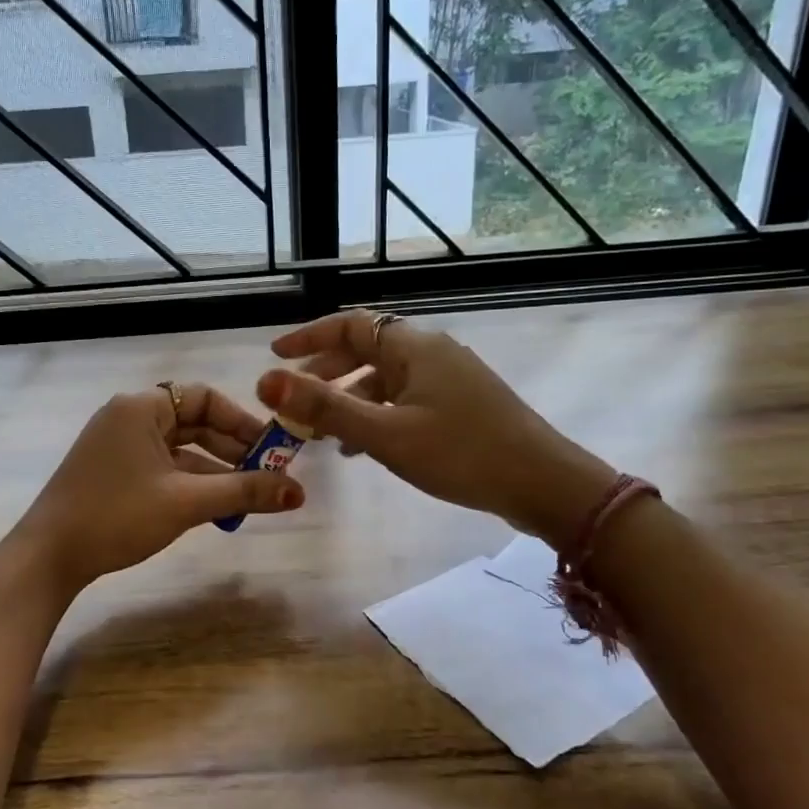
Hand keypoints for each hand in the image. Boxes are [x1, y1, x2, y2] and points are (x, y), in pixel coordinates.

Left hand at [12, 383, 302, 592]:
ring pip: (180, 450)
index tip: (272, 450)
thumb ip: (243, 491)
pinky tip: (215, 508)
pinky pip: (163, 468)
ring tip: (250, 498)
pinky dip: (190, 484)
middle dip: (233, 450)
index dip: (243, 422)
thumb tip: (299, 492)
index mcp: (142, 407)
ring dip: (215, 472)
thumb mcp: (186, 502)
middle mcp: (129, 417)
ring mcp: (118, 446)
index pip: (205, 398)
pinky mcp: (113, 472)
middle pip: (194, 423)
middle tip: (269, 476)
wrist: (48, 557)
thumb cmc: (117, 516)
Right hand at [255, 312, 614, 547]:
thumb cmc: (460, 453)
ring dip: (349, 399)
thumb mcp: (385, 434)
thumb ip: (325, 408)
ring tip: (321, 434)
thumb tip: (266, 380)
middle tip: (294, 400)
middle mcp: (431, 353)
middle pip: (366, 350)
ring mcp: (449, 378)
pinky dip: (376, 414)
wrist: (543, 483)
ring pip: (385, 378)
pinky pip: (405, 399)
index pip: (349, 325)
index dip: (308, 336)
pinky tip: (363, 446)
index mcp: (413, 347)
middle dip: (325, 372)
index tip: (275, 355)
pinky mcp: (461, 404)